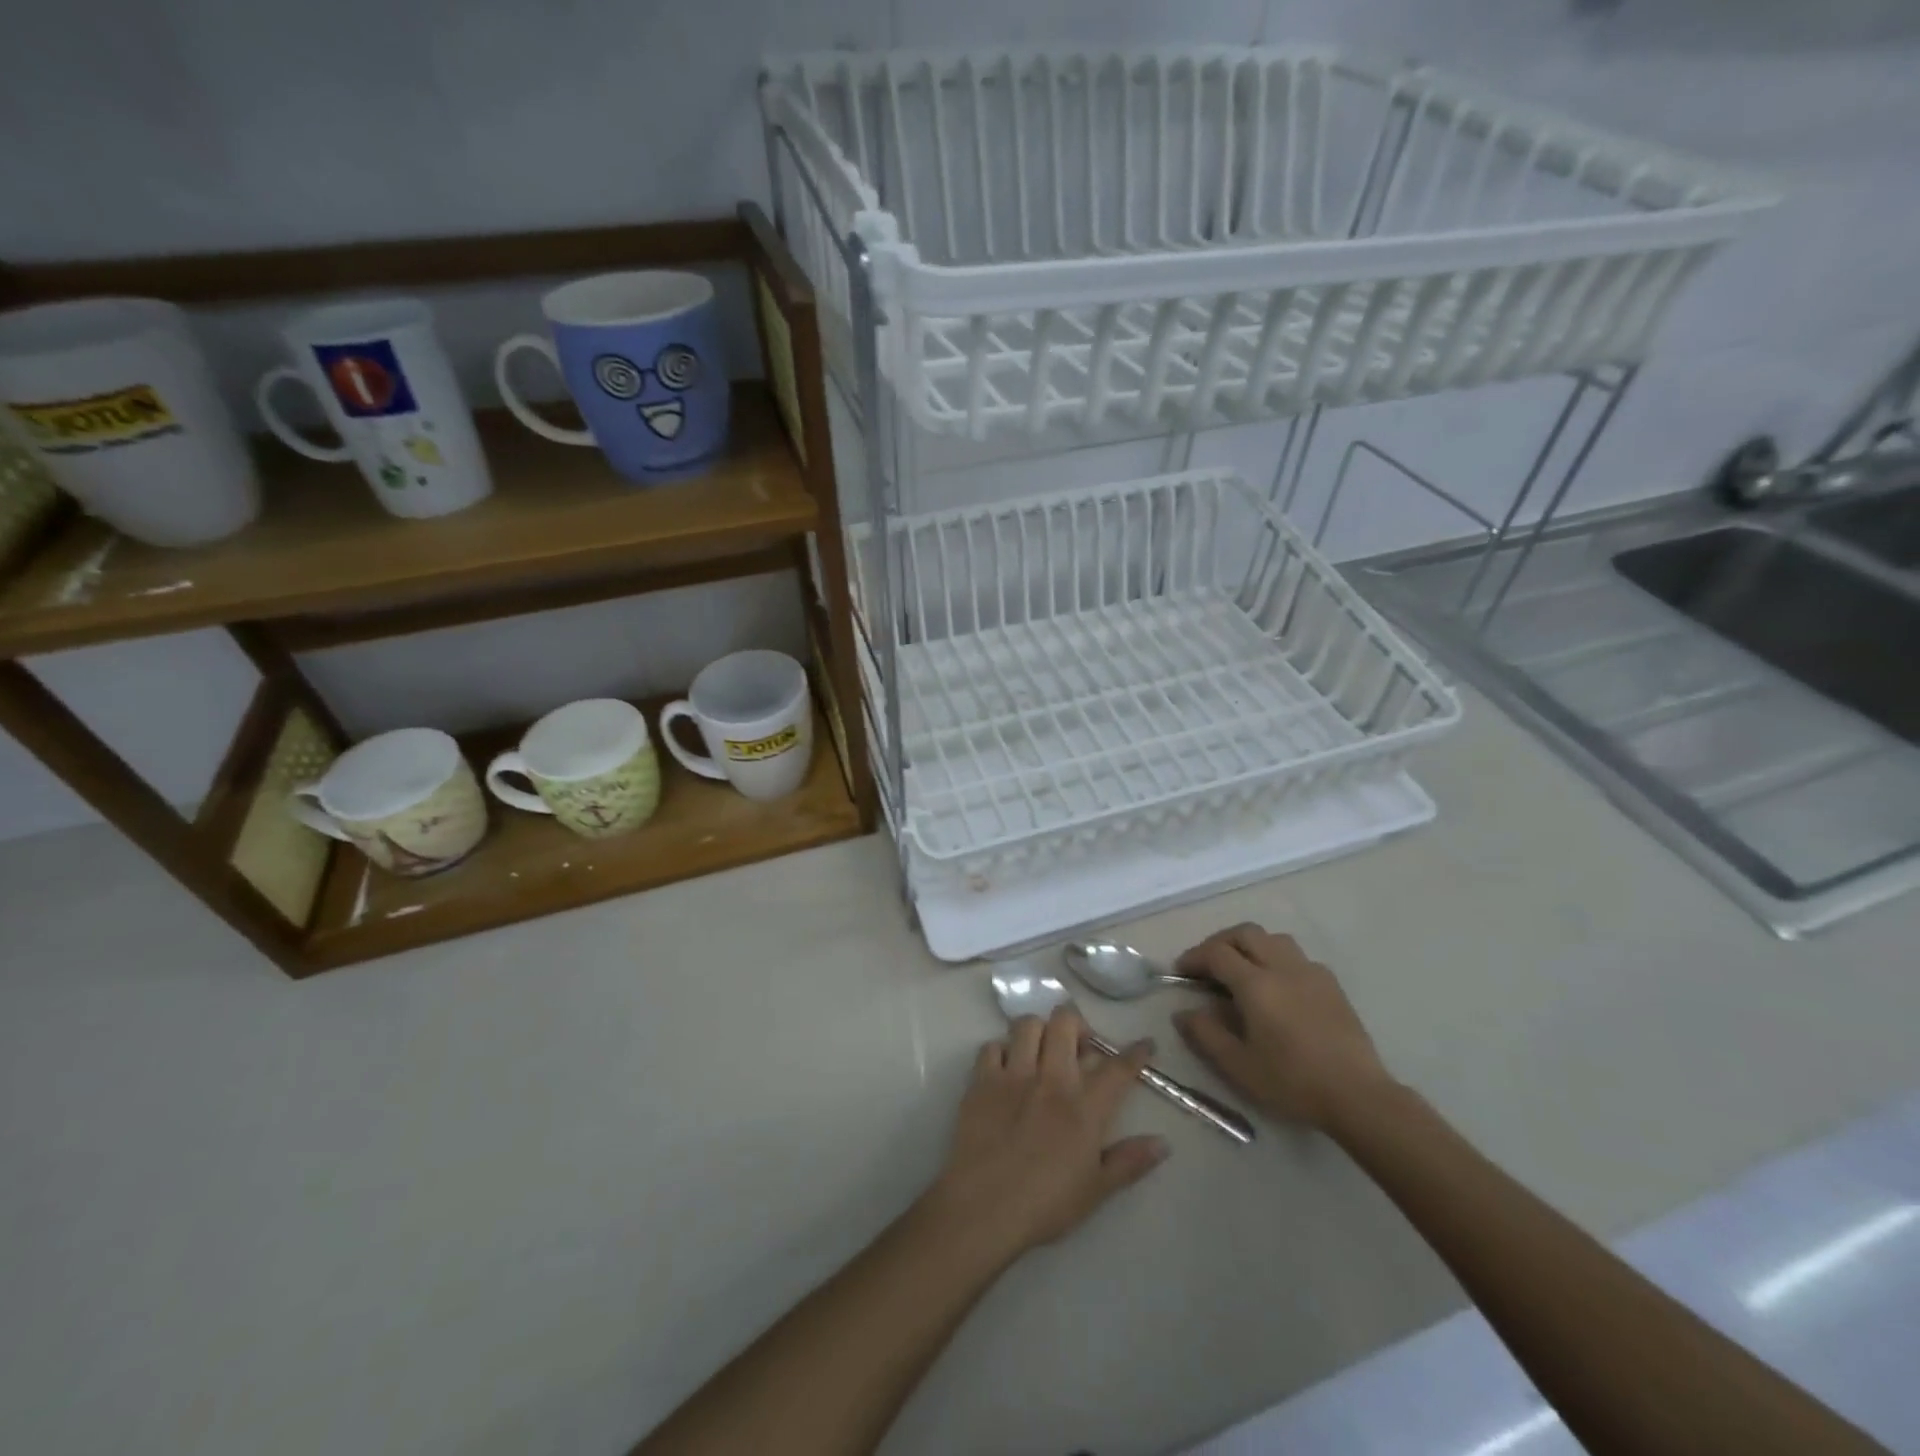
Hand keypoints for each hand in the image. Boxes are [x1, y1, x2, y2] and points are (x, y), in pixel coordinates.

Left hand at [925, 1008, 1168, 1260]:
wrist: (984, 1208)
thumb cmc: (1045, 1204)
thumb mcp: (1096, 1190)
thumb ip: (1130, 1161)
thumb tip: (1163, 1142)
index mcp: (1084, 1107)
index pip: (1117, 1068)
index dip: (1135, 1052)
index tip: (1145, 1044)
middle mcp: (1051, 1079)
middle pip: (1066, 1024)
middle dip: (1077, 1025)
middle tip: (1079, 1046)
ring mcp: (1014, 1075)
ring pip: (1028, 1024)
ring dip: (1039, 1031)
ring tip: (1041, 1050)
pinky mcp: (982, 1080)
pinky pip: (991, 1046)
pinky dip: (1001, 1051)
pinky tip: (1006, 1068)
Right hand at [1173, 923, 1394, 1131]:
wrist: (1358, 1096)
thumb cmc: (1292, 1081)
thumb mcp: (1238, 1065)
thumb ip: (1205, 1034)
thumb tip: (1183, 1012)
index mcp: (1256, 984)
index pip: (1217, 953)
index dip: (1194, 957)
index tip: (1181, 971)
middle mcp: (1282, 967)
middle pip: (1245, 933)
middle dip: (1220, 942)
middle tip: (1208, 965)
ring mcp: (1311, 972)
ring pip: (1274, 939)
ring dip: (1250, 945)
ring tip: (1241, 969)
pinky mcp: (1332, 985)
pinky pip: (1297, 956)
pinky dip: (1277, 959)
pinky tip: (1277, 986)